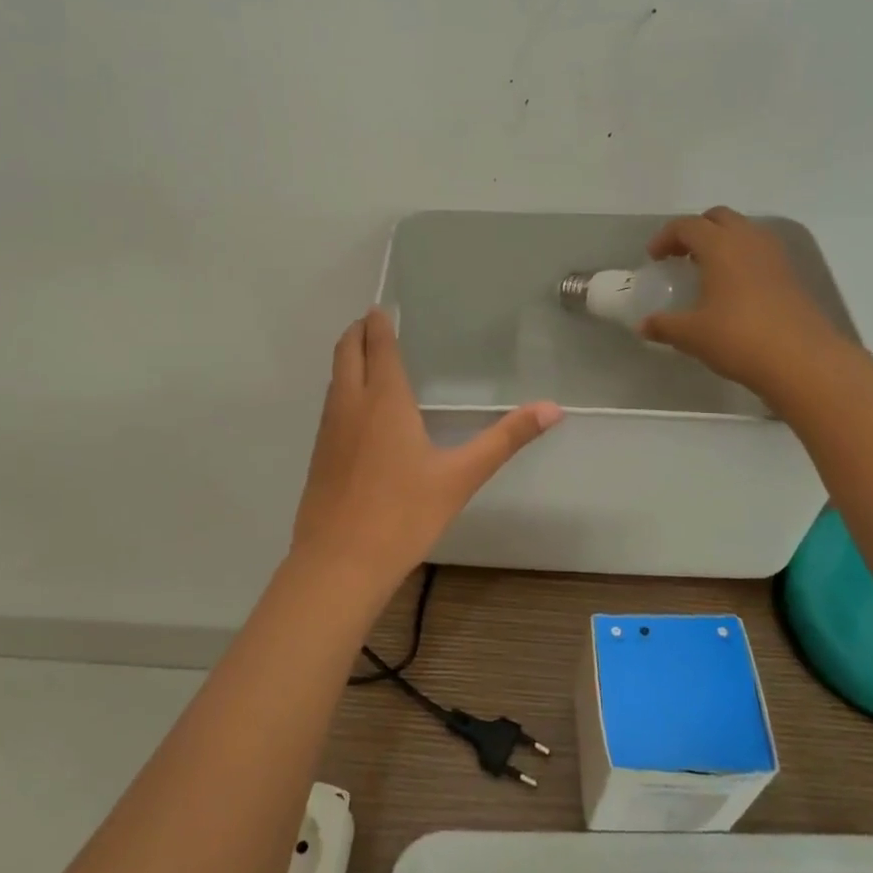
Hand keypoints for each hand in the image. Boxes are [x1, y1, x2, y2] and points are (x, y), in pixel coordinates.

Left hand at [292, 309, 561, 588]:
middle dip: (357, 332)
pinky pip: (331, 406)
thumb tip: (553, 408)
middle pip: (345, 352)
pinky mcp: (319, 455)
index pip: (377, 346)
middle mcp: (350, 405)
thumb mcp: (461, 477)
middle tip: (373, 322)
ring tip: (368, 358)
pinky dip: (343, 389)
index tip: (383, 308)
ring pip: (334, 379)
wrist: (339, 563)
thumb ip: (505, 439)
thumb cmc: (404, 515)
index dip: (379, 323)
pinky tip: (360, 412)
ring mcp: (328, 430)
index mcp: (384, 400)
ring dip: (347, 359)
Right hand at [640, 207, 854, 407]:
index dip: (665, 237)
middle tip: (679, 256)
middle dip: (696, 231)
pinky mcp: (791, 275)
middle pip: (719, 218)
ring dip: (721, 242)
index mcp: (720, 246)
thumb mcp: (691, 335)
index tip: (653, 259)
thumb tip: (643, 326)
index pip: (687, 226)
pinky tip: (732, 289)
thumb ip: (664, 326)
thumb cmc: (737, 338)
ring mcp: (775, 256)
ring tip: (706, 270)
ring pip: (744, 232)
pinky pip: (759, 252)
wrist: (801, 360)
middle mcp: (749, 240)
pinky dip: (741, 258)